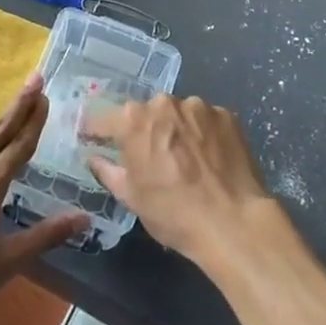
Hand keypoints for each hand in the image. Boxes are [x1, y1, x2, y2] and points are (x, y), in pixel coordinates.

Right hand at [85, 95, 277, 271]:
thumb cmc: (173, 212)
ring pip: (178, 114)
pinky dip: (203, 134)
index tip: (92, 139)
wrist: (233, 221)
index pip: (104, 119)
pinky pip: (205, 121)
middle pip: (145, 113)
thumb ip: (107, 171)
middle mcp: (164, 102)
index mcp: (134, 119)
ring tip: (186, 160)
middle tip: (150, 157)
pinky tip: (209, 159)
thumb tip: (95, 158)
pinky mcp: (226, 115)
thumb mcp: (131, 197)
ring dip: (176, 130)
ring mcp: (198, 106)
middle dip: (144, 131)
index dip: (96, 131)